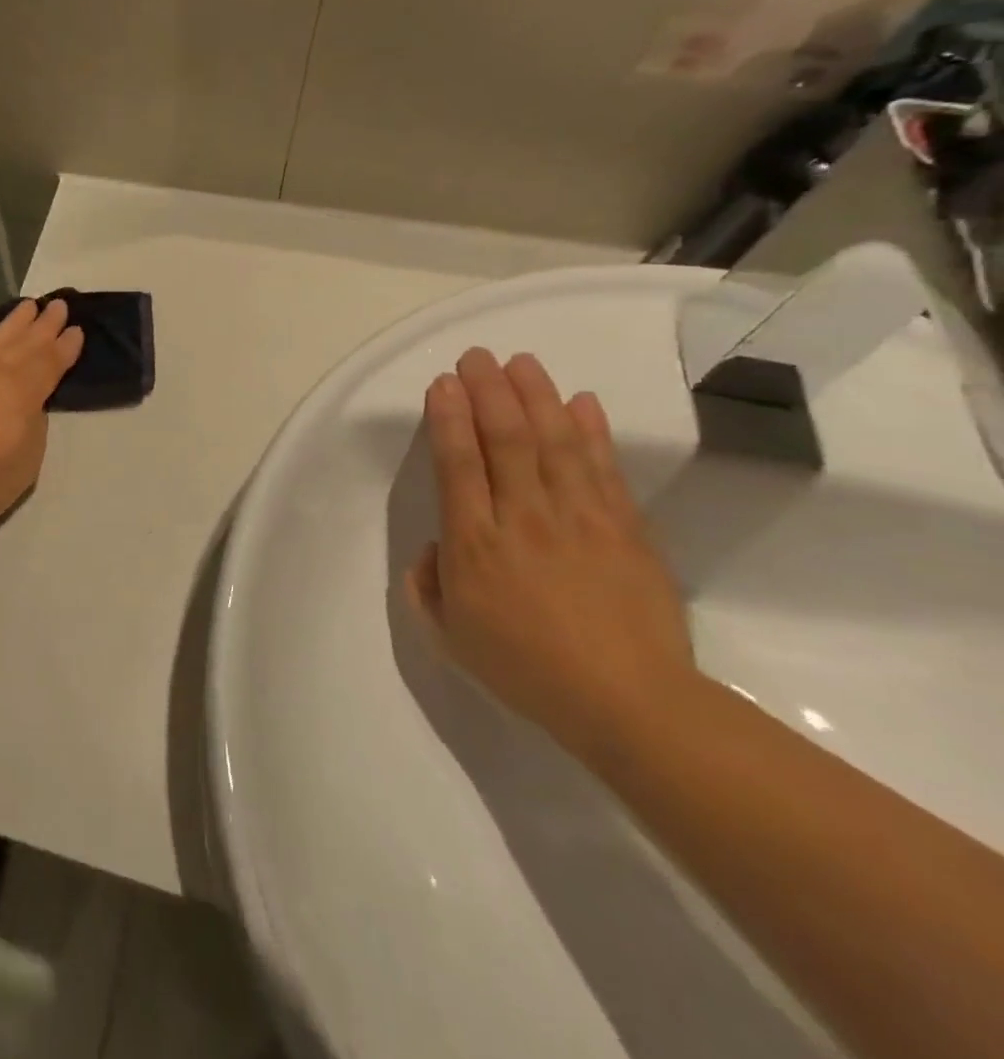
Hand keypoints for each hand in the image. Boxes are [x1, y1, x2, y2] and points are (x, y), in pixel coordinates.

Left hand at [0, 298, 83, 532]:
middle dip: (44, 324)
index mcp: (21, 391)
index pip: (50, 362)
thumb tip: (30, 407)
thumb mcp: (26, 463)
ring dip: (14, 322)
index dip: (65, 347)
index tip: (77, 330)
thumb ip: (34, 427)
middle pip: (25, 342)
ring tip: (28, 307)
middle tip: (59, 305)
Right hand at [407, 348, 695, 762]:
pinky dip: (593, 431)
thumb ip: (428, 585)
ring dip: (536, 396)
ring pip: (554, 442)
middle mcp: (523, 517)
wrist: (629, 702)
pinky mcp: (626, 528)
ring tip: (522, 362)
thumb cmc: (526, 668)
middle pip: (505, 438)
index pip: (458, 463)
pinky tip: (582, 402)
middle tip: (476, 356)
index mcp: (474, 543)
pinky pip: (605, 468)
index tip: (443, 383)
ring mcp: (579, 518)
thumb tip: (436, 549)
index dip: (449, 418)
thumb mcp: (450, 636)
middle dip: (488, 391)